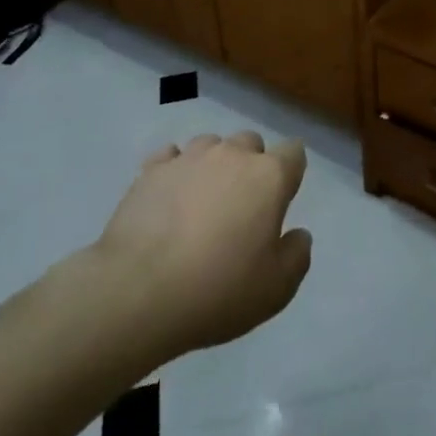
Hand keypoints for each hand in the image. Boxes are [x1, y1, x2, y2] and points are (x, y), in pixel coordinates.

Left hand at [89, 131, 311, 361]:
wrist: (138, 292)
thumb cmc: (217, 290)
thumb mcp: (276, 289)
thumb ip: (296, 256)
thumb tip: (298, 234)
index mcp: (268, 177)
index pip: (293, 153)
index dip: (291, 172)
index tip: (282, 198)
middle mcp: (231, 155)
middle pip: (251, 143)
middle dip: (251, 165)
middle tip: (241, 206)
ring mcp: (189, 157)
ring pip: (211, 145)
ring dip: (213, 165)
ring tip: (202, 201)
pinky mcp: (151, 170)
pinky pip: (171, 157)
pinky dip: (175, 171)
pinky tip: (169, 198)